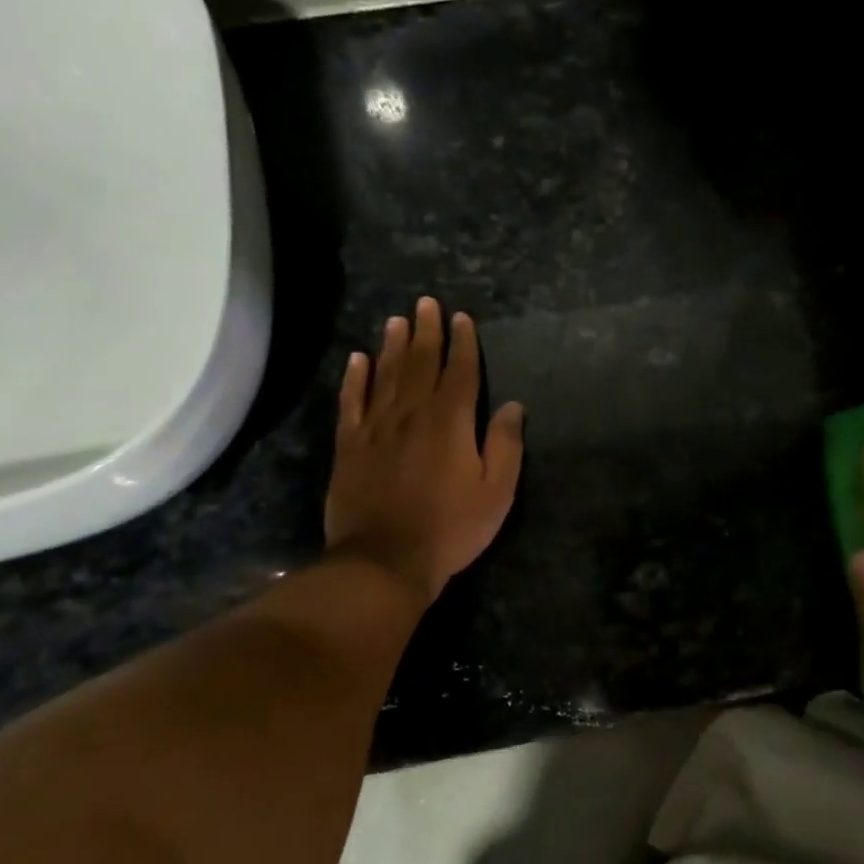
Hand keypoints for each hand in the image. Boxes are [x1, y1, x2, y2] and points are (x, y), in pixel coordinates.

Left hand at [324, 297, 524, 602]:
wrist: (385, 560)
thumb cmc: (451, 528)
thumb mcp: (496, 492)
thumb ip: (505, 446)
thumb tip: (513, 406)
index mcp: (450, 422)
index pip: (460, 372)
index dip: (463, 343)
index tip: (461, 319)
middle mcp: (412, 413)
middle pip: (421, 363)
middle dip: (427, 332)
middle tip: (426, 303)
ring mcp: (376, 427)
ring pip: (386, 375)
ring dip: (393, 345)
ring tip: (397, 320)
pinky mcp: (350, 446)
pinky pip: (351, 402)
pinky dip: (355, 379)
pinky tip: (358, 359)